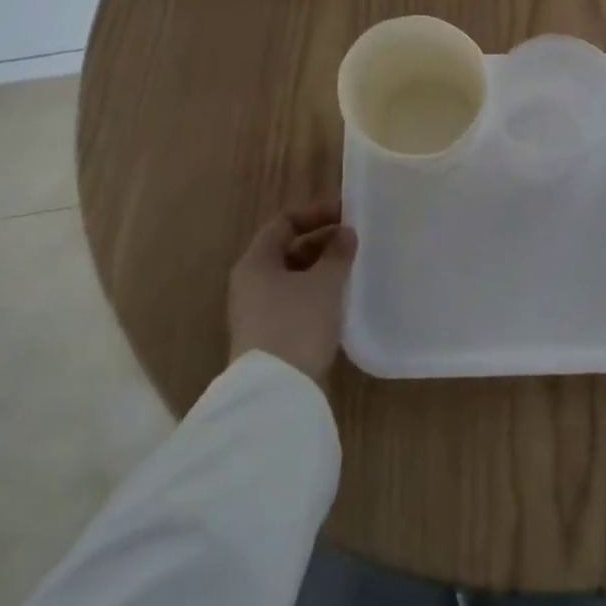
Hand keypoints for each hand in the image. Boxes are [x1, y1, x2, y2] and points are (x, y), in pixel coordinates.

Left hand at [227, 201, 357, 385]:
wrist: (276, 392)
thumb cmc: (297, 324)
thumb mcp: (324, 284)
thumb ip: (337, 254)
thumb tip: (346, 233)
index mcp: (255, 262)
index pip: (283, 223)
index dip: (315, 213)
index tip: (346, 214)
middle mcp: (251, 283)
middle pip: (287, 250)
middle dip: (321, 242)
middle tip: (355, 242)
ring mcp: (258, 312)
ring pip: (293, 278)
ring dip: (321, 269)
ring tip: (352, 268)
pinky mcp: (270, 336)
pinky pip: (295, 302)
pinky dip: (317, 293)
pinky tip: (341, 299)